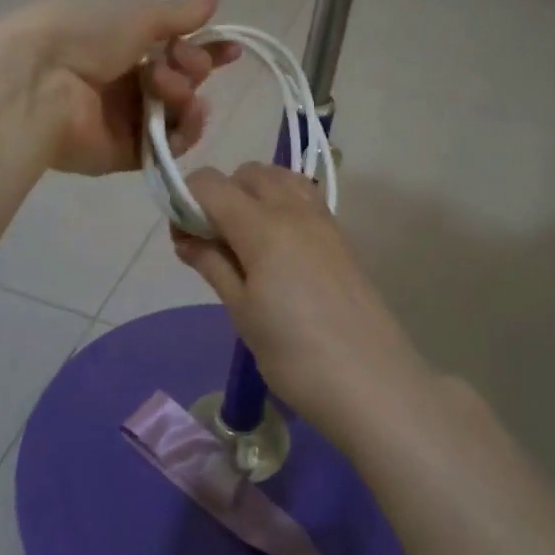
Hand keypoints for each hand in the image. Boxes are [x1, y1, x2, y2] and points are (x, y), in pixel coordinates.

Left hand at [20, 0, 239, 176]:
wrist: (39, 81)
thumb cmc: (85, 34)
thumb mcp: (137, 15)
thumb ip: (180, 14)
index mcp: (123, 44)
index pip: (176, 47)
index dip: (206, 48)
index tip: (232, 48)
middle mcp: (126, 81)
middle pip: (182, 80)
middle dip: (193, 67)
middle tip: (179, 59)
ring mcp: (125, 119)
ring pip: (179, 112)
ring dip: (185, 94)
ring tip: (167, 87)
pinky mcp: (125, 153)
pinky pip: (169, 146)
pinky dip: (185, 129)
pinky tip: (187, 113)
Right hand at [171, 163, 427, 441]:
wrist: (371, 381)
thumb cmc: (294, 354)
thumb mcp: (242, 311)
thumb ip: (212, 263)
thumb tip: (186, 236)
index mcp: (263, 225)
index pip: (211, 184)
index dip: (186, 200)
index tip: (183, 238)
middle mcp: (294, 209)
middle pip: (247, 173)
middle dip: (221, 194)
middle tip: (213, 242)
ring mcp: (323, 218)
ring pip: (279, 178)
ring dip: (253, 194)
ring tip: (245, 242)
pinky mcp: (340, 234)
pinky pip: (303, 197)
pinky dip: (280, 204)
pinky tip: (277, 248)